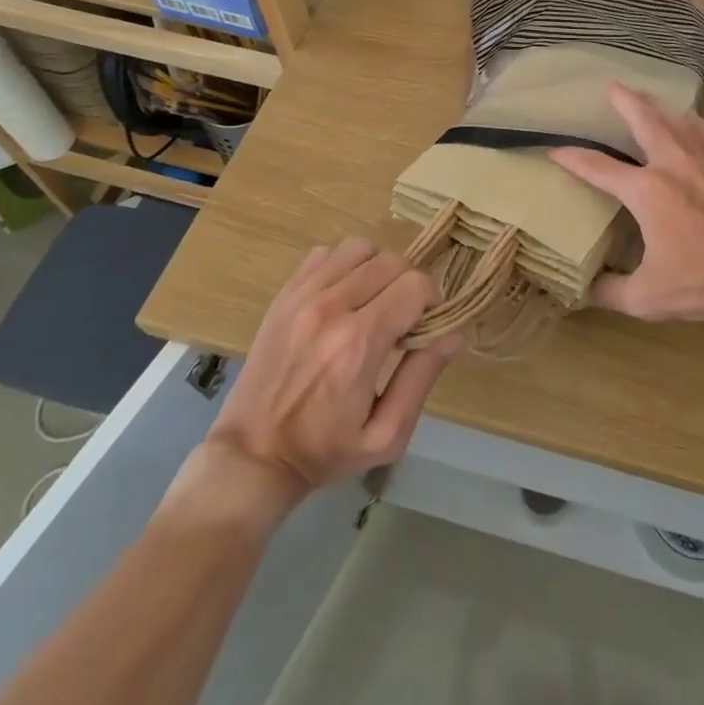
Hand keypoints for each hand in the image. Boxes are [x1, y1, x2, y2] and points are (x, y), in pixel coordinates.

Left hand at [161, 239, 456, 527]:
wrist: (252, 456)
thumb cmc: (324, 452)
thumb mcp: (386, 435)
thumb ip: (422, 379)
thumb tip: (452, 333)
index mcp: (358, 344)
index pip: (415, 285)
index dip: (432, 301)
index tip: (424, 327)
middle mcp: (330, 308)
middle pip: (392, 261)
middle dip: (409, 285)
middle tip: (403, 318)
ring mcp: (302, 296)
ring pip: (360, 248)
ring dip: (377, 270)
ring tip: (374, 302)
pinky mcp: (284, 295)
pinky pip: (325, 254)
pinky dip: (344, 266)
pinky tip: (343, 297)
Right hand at [548, 82, 703, 324]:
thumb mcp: (648, 298)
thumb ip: (610, 292)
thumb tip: (584, 291)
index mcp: (647, 192)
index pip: (599, 168)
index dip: (573, 159)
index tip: (554, 150)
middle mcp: (673, 167)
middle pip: (645, 121)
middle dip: (625, 101)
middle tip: (611, 85)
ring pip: (677, 122)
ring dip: (658, 105)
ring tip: (645, 94)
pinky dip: (694, 123)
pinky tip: (691, 119)